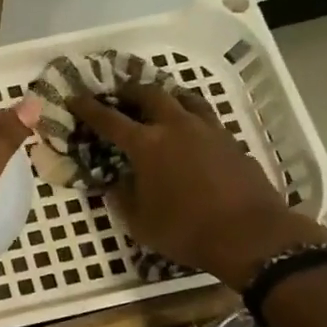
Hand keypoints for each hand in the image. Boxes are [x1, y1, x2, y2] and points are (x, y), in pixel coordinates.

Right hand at [70, 83, 324, 285]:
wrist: (251, 235)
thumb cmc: (186, 230)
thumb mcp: (140, 222)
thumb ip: (122, 196)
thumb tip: (115, 182)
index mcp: (146, 144)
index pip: (109, 119)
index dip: (88, 108)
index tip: (74, 98)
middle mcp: (175, 126)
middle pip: (149, 94)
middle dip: (128, 92)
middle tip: (118, 97)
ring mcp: (207, 129)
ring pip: (182, 97)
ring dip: (164, 96)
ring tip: (156, 104)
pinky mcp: (230, 139)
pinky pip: (204, 115)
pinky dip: (189, 114)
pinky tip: (188, 129)